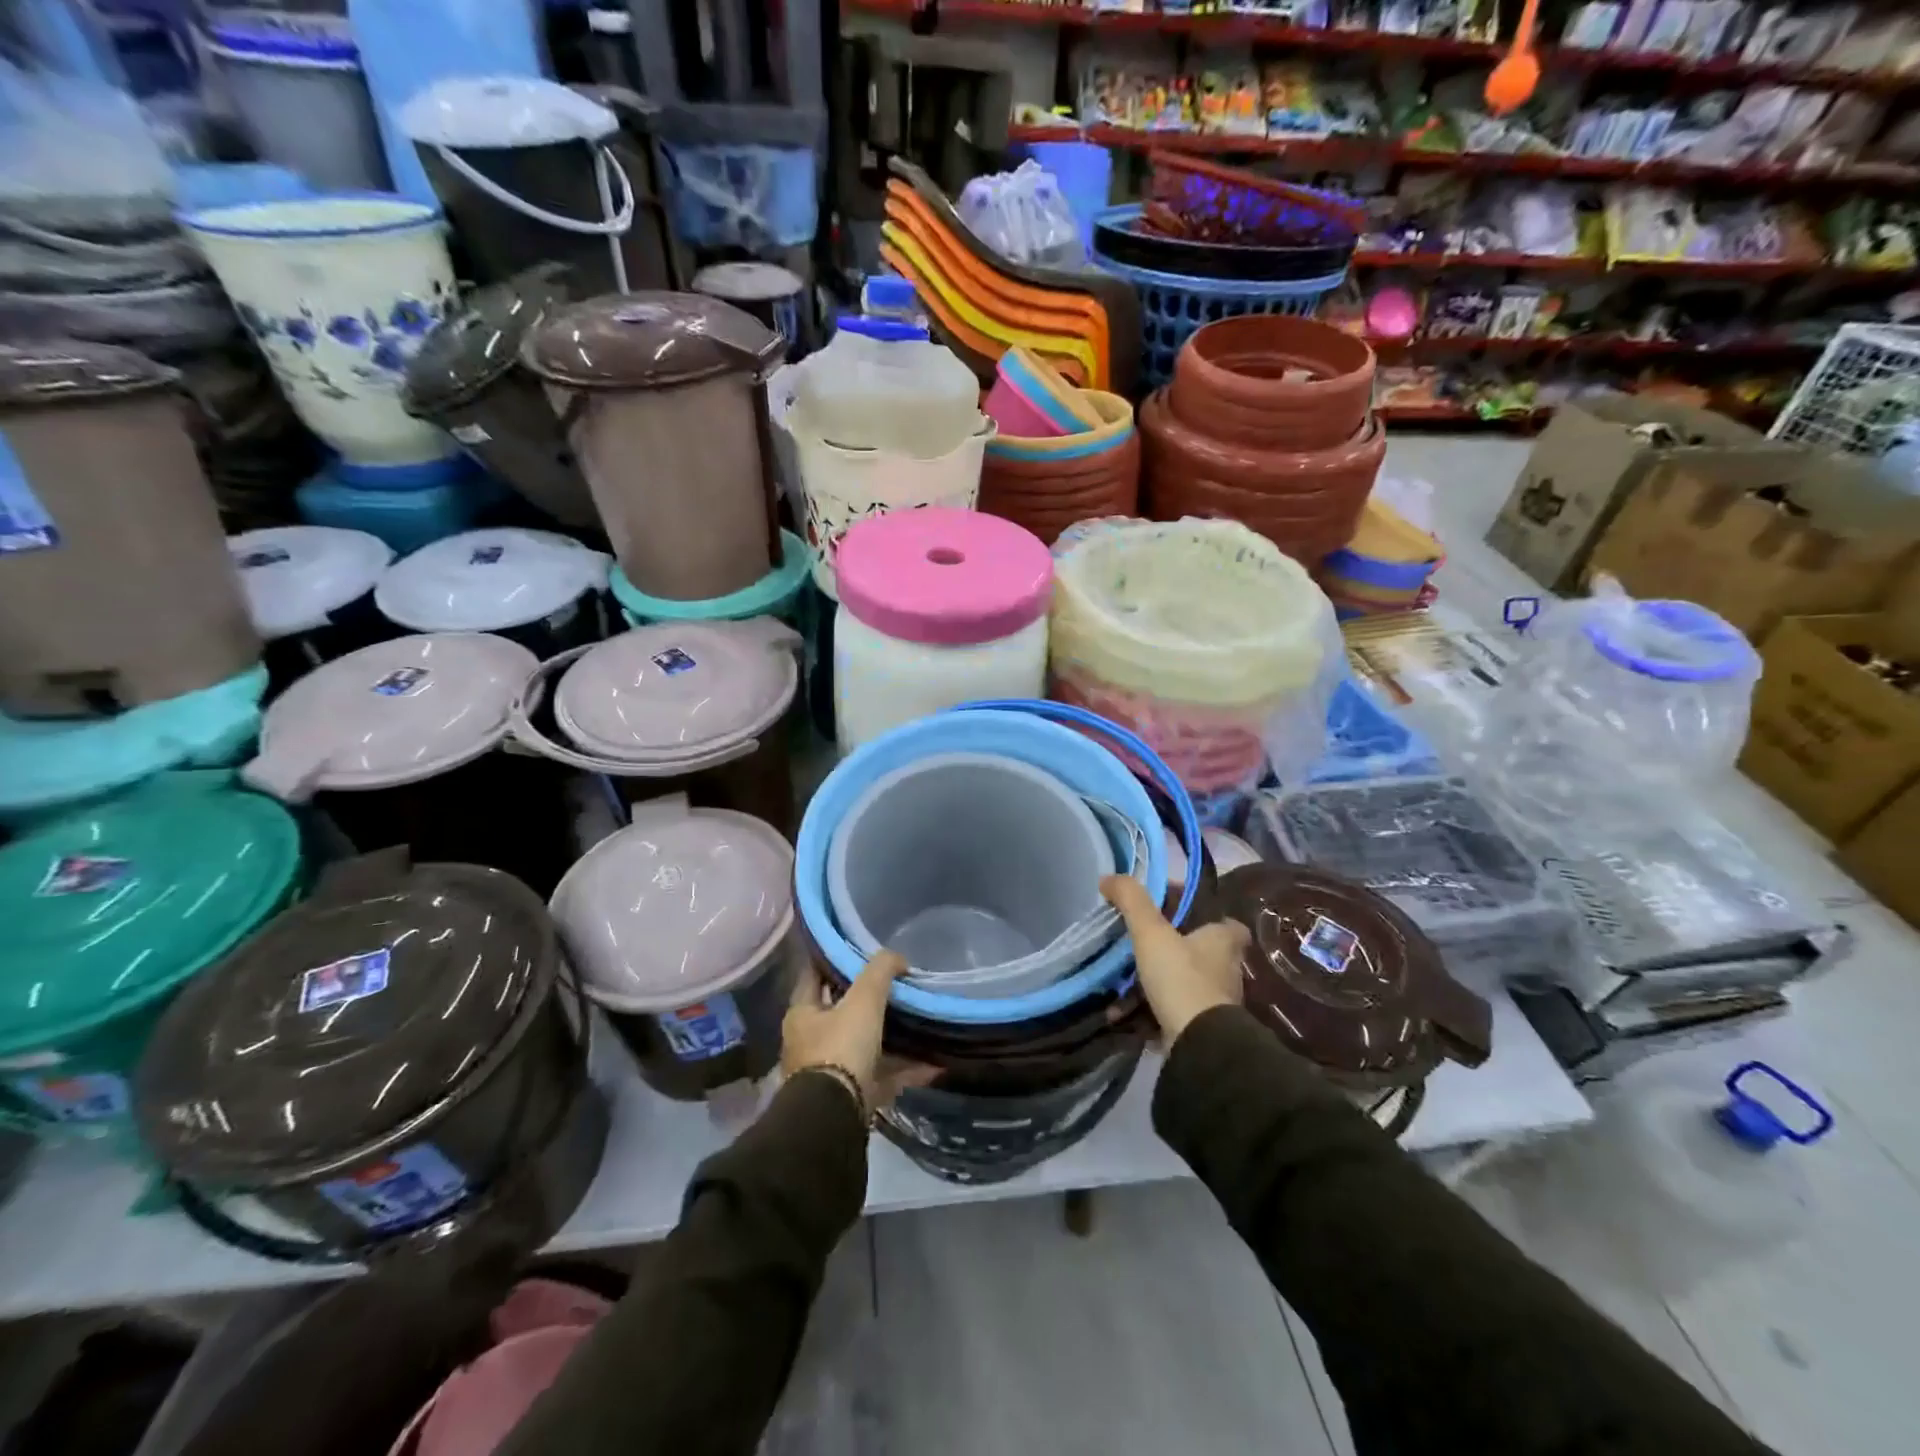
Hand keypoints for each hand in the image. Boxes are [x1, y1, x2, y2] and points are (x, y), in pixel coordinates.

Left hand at [782, 951, 937, 1114]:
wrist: (834, 1116)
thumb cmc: (840, 1047)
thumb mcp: (863, 1000)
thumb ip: (880, 971)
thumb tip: (897, 958)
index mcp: (802, 1015)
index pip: (814, 976)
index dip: (833, 960)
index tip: (858, 948)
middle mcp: (810, 1042)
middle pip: (841, 1013)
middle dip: (868, 1001)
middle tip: (896, 985)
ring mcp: (830, 1072)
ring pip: (865, 1045)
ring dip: (892, 1037)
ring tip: (920, 1022)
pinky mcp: (851, 1097)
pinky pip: (883, 1076)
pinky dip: (906, 1069)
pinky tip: (934, 1063)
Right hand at [1102, 875, 1250, 1047]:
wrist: (1198, 1044)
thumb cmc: (1181, 978)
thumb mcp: (1151, 931)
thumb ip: (1131, 900)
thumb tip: (1110, 878)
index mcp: (1223, 942)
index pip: (1229, 924)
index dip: (1208, 917)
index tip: (1178, 916)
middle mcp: (1226, 970)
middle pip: (1201, 954)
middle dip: (1172, 952)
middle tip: (1140, 948)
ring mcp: (1216, 1004)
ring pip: (1183, 985)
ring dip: (1153, 986)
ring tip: (1120, 986)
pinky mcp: (1202, 1030)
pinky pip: (1172, 1014)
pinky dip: (1148, 1014)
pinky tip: (1122, 1016)